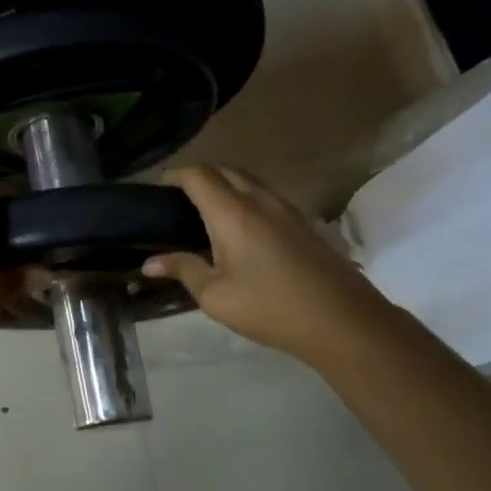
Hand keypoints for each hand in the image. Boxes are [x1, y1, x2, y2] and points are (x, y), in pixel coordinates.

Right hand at [142, 166, 377, 364]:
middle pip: (225, 170)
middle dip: (199, 177)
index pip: (198, 176)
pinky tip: (241, 230)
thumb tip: (149, 262)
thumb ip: (183, 270)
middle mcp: (260, 200)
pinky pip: (266, 197)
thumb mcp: (216, 296)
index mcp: (232, 213)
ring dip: (225, 186)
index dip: (174, 175)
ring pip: (249, 182)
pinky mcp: (304, 222)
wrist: (342, 320)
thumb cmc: (270, 307)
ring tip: (207, 213)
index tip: (157, 188)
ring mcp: (287, 209)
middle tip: (179, 201)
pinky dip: (246, 199)